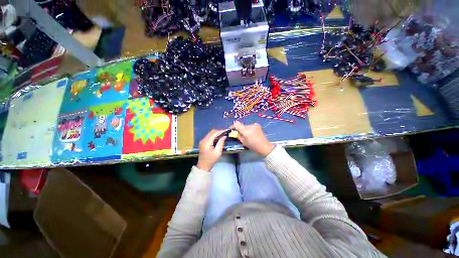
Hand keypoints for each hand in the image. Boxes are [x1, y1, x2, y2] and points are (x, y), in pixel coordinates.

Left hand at [196, 130, 225, 170]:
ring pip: (210, 133)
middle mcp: (203, 140)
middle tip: (226, 133)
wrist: (203, 166)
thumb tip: (224, 136)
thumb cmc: (211, 160)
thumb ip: (221, 143)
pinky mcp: (203, 142)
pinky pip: (209, 136)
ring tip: (223, 134)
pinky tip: (219, 137)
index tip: (227, 131)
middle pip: (212, 132)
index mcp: (206, 142)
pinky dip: (214, 136)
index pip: (214, 133)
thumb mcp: (218, 152)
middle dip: (219, 131)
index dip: (221, 131)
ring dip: (217, 133)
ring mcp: (202, 141)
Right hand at [233, 121, 274, 156]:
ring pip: (246, 126)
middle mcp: (250, 125)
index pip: (236, 124)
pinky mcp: (257, 125)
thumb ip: (238, 136)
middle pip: (241, 125)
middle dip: (239, 129)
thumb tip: (233, 132)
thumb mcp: (243, 142)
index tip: (231, 130)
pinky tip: (251, 134)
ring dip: (244, 129)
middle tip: (239, 135)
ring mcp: (254, 125)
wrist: (264, 146)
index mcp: (246, 130)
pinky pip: (250, 126)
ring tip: (246, 135)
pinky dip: (249, 129)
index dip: (232, 126)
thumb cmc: (253, 146)